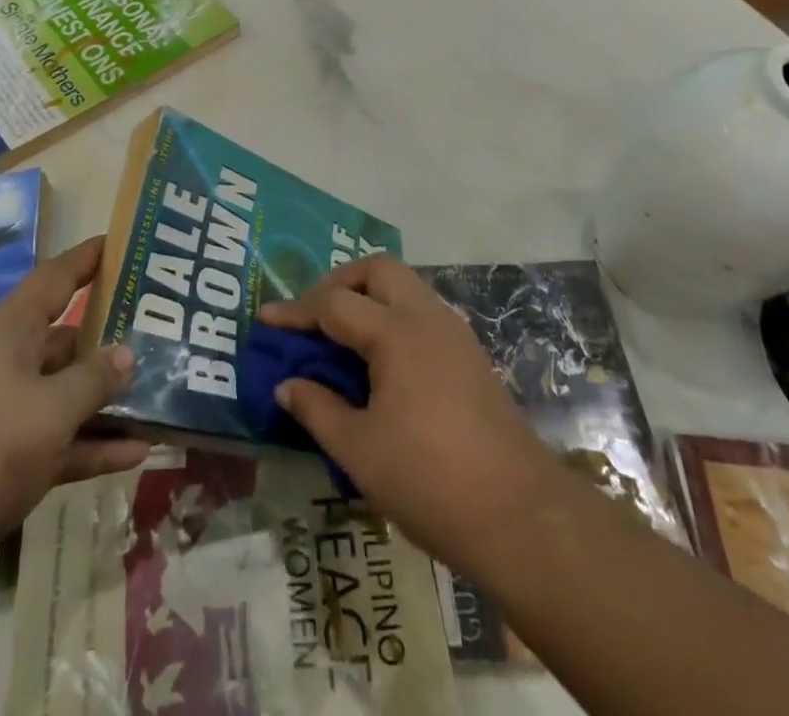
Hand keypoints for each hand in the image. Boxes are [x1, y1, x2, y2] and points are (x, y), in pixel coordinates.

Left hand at [0, 237, 150, 617]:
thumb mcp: (48, 410)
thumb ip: (93, 380)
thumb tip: (127, 352)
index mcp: (8, 333)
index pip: (55, 279)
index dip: (88, 259)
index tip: (123, 243)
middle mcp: (6, 365)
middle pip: (66, 340)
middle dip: (111, 339)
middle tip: (164, 333)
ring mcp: (4, 417)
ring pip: (66, 396)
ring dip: (108, 401)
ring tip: (162, 394)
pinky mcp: (3, 465)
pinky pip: (59, 444)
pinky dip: (93, 447)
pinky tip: (138, 453)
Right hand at [258, 256, 563, 579]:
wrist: (522, 518)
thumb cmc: (430, 481)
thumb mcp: (359, 451)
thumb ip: (317, 409)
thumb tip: (286, 386)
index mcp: (397, 333)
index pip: (334, 304)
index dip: (295, 311)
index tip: (266, 320)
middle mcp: (427, 319)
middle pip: (378, 270)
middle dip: (339, 282)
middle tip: (313, 315)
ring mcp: (455, 334)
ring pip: (405, 287)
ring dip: (369, 296)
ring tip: (341, 334)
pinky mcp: (471, 356)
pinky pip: (422, 313)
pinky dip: (393, 317)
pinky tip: (380, 359)